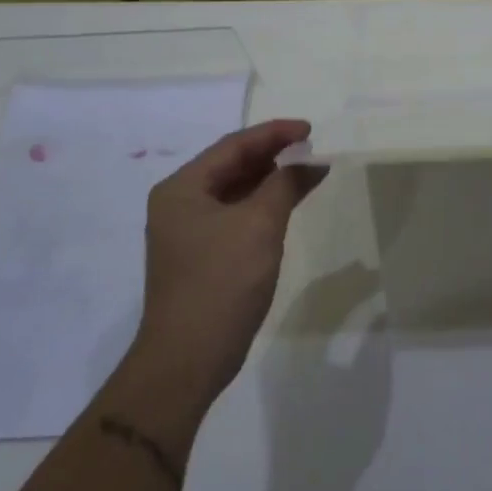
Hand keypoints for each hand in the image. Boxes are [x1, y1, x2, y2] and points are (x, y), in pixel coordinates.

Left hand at [112, 120, 327, 446]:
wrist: (187, 361)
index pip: (233, 146)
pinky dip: (263, 204)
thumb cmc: (221, 283)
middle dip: (273, 154)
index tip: (310, 129)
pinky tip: (288, 202)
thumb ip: (284, 184)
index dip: (274, 133)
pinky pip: (236, 215)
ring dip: (270, 179)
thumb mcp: (259, 225)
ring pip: (235, 190)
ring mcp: (188, 231)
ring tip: (307, 169)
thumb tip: (309, 161)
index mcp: (182, 188)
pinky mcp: (202, 255)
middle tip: (311, 148)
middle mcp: (180, 203)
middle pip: (232, 165)